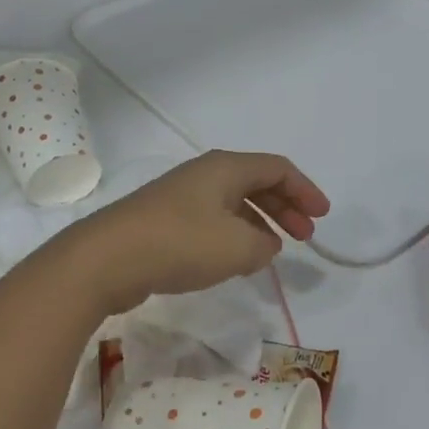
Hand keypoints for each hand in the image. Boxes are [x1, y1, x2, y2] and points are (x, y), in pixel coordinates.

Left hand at [63, 150, 330, 314]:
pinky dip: (234, 235)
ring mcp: (181, 197)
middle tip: (305, 236)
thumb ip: (264, 245)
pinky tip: (235, 260)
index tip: (322, 217)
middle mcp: (204, 175)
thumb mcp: (237, 247)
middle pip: (256, 183)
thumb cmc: (179, 244)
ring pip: (233, 203)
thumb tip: (264, 244)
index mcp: (225, 168)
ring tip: (274, 251)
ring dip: (260, 223)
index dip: (305, 191)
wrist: (105, 260)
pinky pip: (212, 220)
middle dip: (285, 207)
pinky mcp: (164, 221)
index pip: (277, 169)